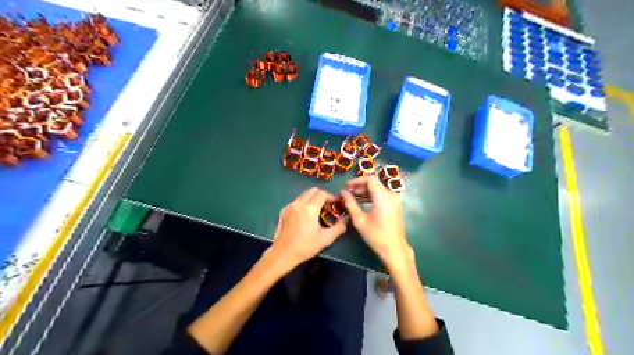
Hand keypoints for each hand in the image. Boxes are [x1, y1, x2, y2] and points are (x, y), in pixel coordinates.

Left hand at [267, 188, 346, 272]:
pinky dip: (303, 203)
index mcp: (310, 208)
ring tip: (317, 210)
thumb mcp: (326, 239)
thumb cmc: (306, 246)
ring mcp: (290, 206)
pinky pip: (296, 201)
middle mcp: (299, 203)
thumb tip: (347, 218)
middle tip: (327, 206)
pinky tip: (305, 215)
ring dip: (312, 198)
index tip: (335, 204)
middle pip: (313, 190)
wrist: (283, 253)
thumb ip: (339, 227)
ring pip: (304, 194)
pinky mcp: (284, 210)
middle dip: (322, 195)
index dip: (331, 197)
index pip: (323, 193)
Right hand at [341, 175, 411, 270]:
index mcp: (383, 197)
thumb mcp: (359, 220)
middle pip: (374, 183)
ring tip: (353, 197)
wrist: (394, 248)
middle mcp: (392, 194)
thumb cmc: (375, 235)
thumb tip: (343, 192)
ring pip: (378, 188)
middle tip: (348, 192)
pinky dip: (373, 195)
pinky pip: (383, 194)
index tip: (346, 186)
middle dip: (360, 186)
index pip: (370, 179)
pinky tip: (363, 201)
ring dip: (366, 191)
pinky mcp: (397, 203)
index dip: (356, 181)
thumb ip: (350, 203)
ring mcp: (396, 199)